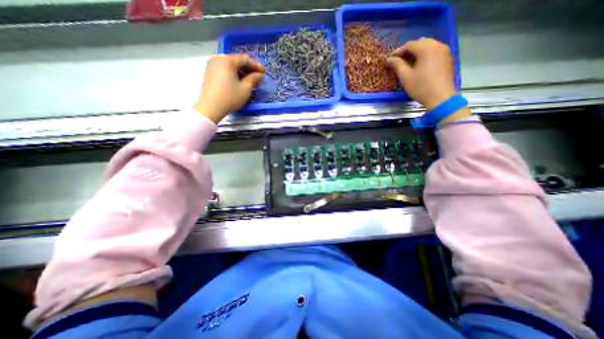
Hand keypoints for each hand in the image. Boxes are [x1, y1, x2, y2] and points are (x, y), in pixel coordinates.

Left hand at [195, 53, 264, 121]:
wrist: (210, 107)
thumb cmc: (230, 97)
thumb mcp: (245, 89)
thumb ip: (253, 79)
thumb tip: (259, 75)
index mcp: (227, 60)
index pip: (245, 59)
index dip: (256, 65)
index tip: (264, 72)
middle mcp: (218, 59)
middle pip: (236, 61)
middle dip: (248, 68)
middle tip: (257, 76)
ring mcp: (211, 65)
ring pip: (230, 65)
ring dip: (241, 71)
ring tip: (249, 80)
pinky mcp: (209, 73)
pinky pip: (224, 69)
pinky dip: (233, 74)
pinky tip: (239, 82)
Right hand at [386, 38, 458, 109]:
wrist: (441, 98)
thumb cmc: (421, 87)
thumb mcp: (406, 77)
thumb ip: (397, 65)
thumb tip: (389, 59)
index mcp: (427, 48)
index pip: (409, 45)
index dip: (398, 51)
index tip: (389, 59)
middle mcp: (437, 45)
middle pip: (419, 43)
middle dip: (407, 51)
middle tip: (398, 61)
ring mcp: (444, 51)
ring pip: (427, 46)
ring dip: (416, 53)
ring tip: (407, 64)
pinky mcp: (447, 58)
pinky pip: (434, 52)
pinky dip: (424, 56)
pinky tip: (418, 66)